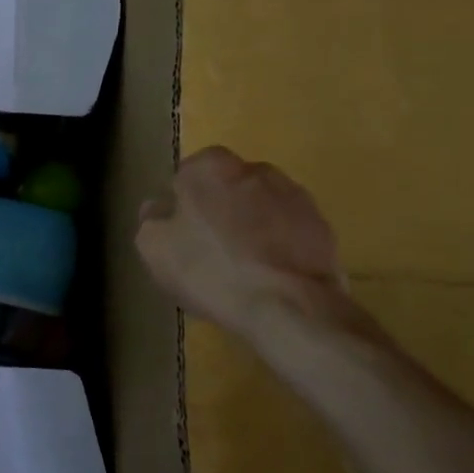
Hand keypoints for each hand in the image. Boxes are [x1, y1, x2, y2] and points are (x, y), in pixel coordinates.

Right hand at [135, 148, 346, 329]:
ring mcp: (294, 196)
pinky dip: (277, 249)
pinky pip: (287, 233)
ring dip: (250, 230)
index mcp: (210, 166)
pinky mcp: (322, 226)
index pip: (186, 176)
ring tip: (242, 271)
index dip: (181, 207)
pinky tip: (268, 279)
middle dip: (219, 213)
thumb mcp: (153, 247)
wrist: (288, 306)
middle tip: (208, 253)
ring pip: (259, 210)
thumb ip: (151, 218)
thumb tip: (159, 208)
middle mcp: (255, 169)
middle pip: (226, 190)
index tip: (181, 236)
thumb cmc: (209, 269)